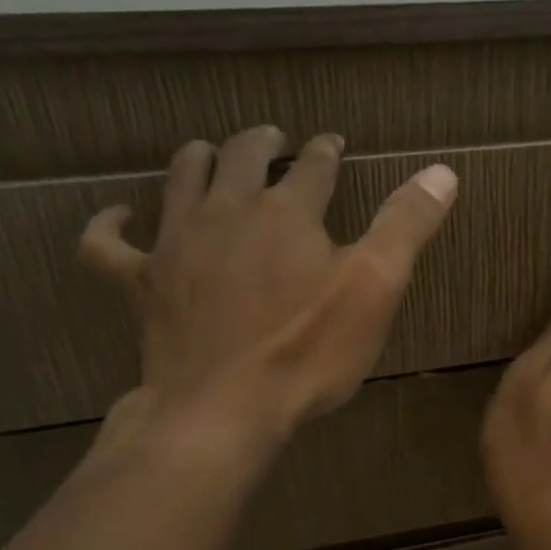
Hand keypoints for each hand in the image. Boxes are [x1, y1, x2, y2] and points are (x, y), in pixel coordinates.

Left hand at [80, 126, 456, 462]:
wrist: (224, 409)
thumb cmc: (308, 351)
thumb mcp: (375, 288)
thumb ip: (406, 225)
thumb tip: (442, 171)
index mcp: (287, 211)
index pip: (314, 166)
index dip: (326, 151)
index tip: (333, 143)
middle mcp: (228, 211)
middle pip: (242, 157)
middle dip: (262, 144)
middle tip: (274, 140)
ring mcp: (177, 243)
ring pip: (181, 179)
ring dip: (198, 159)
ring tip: (209, 154)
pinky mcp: (141, 282)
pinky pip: (108, 245)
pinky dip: (110, 225)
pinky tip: (118, 215)